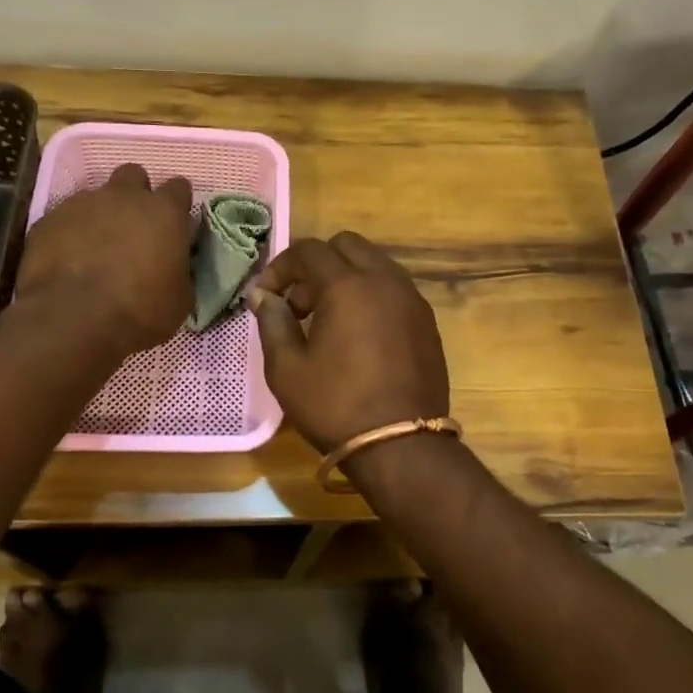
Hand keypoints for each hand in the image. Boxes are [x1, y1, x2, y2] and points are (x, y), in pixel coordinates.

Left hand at [15, 164, 194, 354]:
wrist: (73, 318)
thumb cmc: (140, 310)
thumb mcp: (179, 298)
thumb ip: (179, 270)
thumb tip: (173, 267)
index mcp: (165, 211)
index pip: (179, 188)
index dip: (177, 204)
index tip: (174, 223)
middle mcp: (124, 196)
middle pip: (134, 175)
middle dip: (135, 194)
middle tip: (134, 226)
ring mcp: (83, 204)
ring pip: (96, 196)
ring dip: (101, 215)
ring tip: (97, 248)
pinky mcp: (48, 219)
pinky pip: (64, 218)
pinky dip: (70, 233)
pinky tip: (69, 260)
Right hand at [248, 232, 450, 453]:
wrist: (401, 446)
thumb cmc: (335, 406)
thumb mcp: (287, 369)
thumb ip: (272, 323)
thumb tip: (264, 297)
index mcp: (348, 285)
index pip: (309, 250)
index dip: (281, 267)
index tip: (266, 296)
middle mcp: (385, 280)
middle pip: (347, 246)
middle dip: (316, 265)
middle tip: (299, 304)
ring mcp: (412, 299)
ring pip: (375, 264)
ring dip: (346, 278)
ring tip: (328, 320)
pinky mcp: (427, 321)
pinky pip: (394, 289)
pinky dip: (371, 295)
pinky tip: (359, 335)